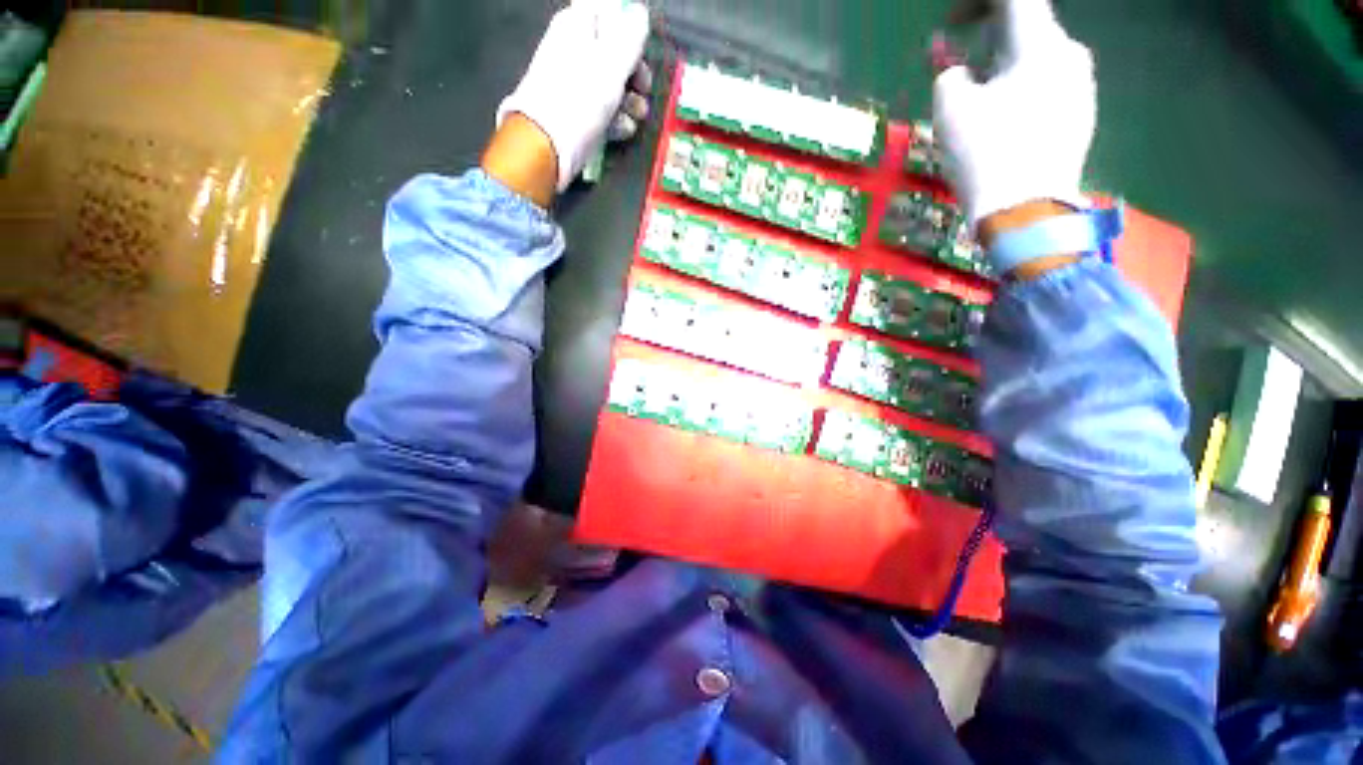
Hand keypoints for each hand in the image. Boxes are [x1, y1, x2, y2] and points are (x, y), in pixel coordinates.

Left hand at [497, 0, 651, 193]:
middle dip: (634, 72)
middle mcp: (575, 49)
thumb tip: (640, 13)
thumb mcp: (611, 63)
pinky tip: (622, 130)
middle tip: (644, 89)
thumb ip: (630, 35)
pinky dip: (616, 119)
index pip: (610, 12)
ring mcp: (575, 84)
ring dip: (630, 100)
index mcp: (578, 25)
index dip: (630, 30)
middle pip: (615, 52)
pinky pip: (603, 110)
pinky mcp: (577, 113)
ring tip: (637, 115)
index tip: (643, 51)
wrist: (546, 145)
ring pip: (612, 85)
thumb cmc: (579, 99)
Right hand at [933, 0, 1095, 228]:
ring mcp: (1082, 87)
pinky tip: (1003, 122)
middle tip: (960, 63)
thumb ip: (950, 77)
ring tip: (979, 100)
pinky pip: (1049, 87)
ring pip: (1038, 60)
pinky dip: (1022, 90)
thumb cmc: (986, 156)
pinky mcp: (1082, 116)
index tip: (952, 24)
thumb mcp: (951, 111)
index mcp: (1041, 44)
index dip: (978, 3)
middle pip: (1029, 28)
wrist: (1026, 213)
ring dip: (1005, 67)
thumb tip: (957, 72)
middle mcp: (1071, 54)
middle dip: (990, 39)